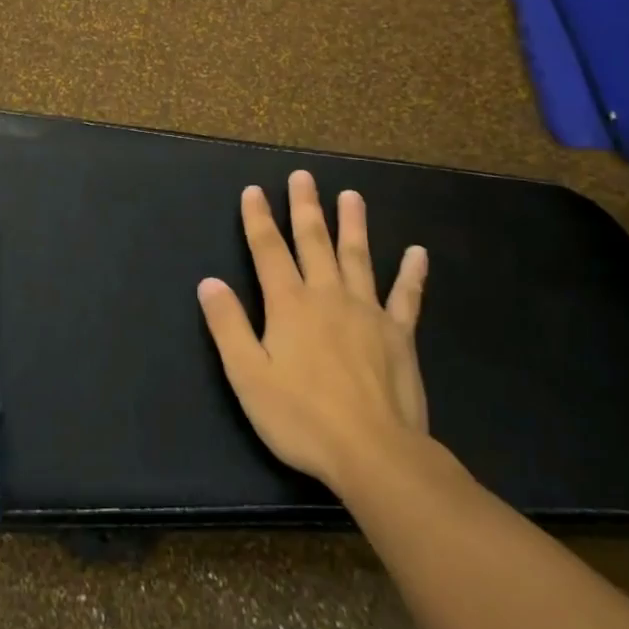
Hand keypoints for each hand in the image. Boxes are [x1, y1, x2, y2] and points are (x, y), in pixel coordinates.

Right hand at [199, 169, 432, 496]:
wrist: (374, 452)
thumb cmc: (302, 417)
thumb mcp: (248, 375)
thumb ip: (228, 326)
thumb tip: (210, 282)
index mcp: (289, 304)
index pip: (268, 250)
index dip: (258, 218)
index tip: (254, 190)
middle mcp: (327, 296)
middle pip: (314, 241)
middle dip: (305, 207)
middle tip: (304, 176)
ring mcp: (368, 312)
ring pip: (358, 257)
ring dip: (353, 224)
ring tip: (352, 196)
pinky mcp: (399, 334)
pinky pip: (407, 296)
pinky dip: (412, 273)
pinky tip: (418, 252)